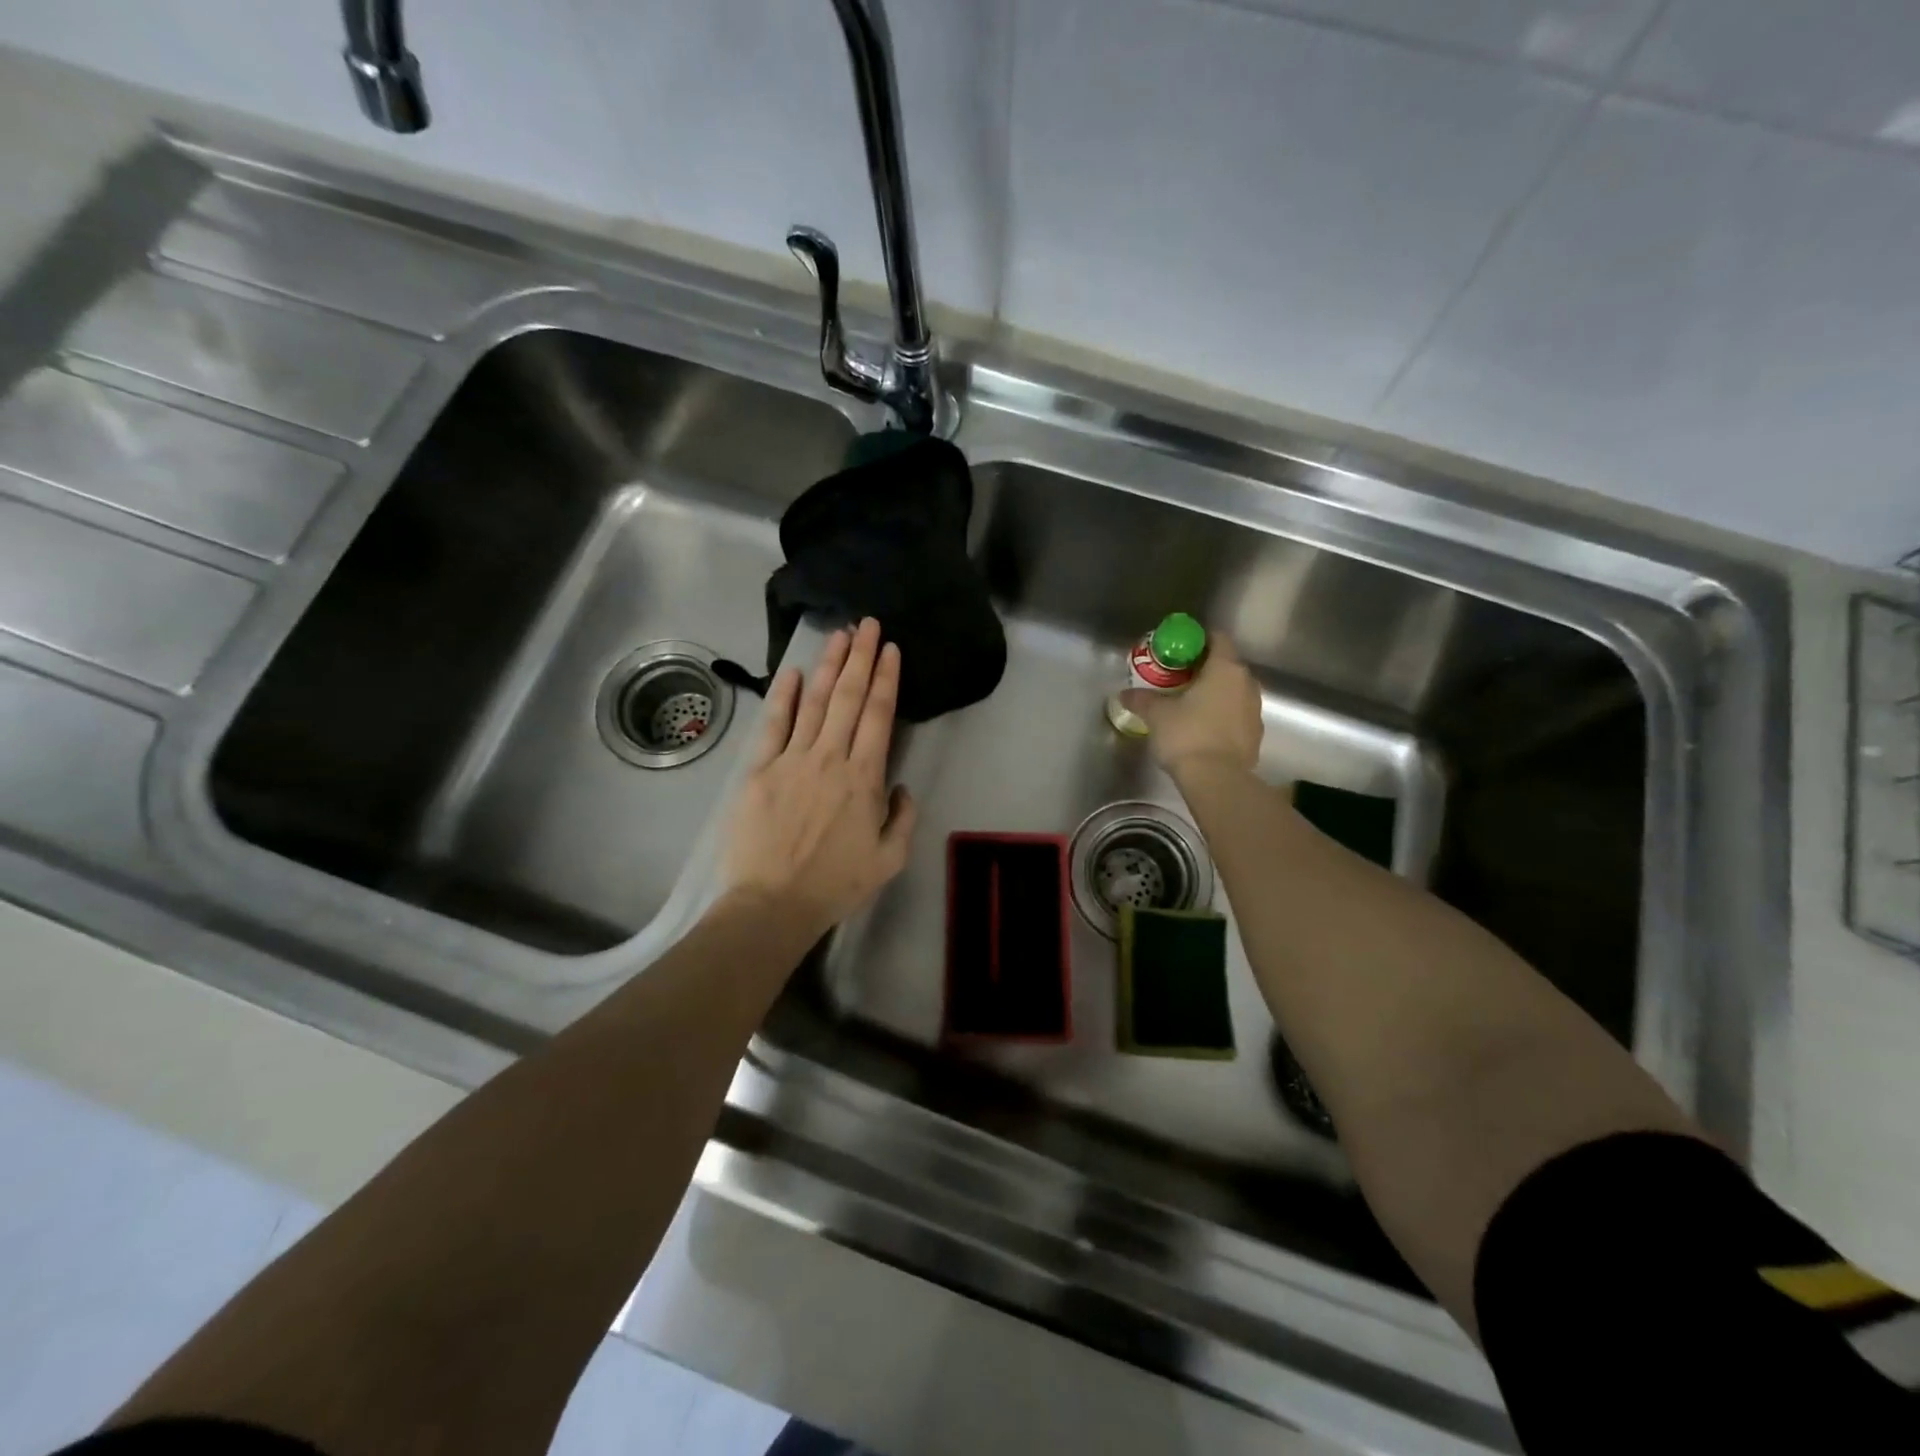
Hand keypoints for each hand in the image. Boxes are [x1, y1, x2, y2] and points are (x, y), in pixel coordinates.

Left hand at [721, 619, 917, 938]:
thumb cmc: (835, 885)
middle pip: (847, 697)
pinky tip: (791, 672)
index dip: (885, 678)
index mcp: (863, 778)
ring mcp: (791, 760)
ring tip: (839, 634)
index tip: (890, 649)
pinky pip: (773, 725)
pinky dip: (783, 696)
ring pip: (814, 702)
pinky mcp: (759, 770)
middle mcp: (829, 758)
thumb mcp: (889, 859)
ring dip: (828, 666)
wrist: (773, 904)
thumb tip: (899, 785)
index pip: (878, 715)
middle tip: (867, 624)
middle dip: (860, 657)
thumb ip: (902, 818)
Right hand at [1120, 630, 1263, 778]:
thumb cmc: (1187, 735)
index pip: (1217, 639)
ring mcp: (1255, 710)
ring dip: (1215, 693)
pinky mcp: (1255, 734)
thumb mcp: (1157, 715)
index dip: (1198, 640)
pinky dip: (1222, 715)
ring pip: (1234, 691)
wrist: (1217, 780)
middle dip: (1204, 669)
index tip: (1179, 649)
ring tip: (1189, 704)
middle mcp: (1246, 683)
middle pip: (1226, 665)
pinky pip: (1237, 714)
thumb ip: (1142, 700)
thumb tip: (1124, 694)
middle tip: (1178, 678)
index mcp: (1225, 669)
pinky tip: (1202, 727)